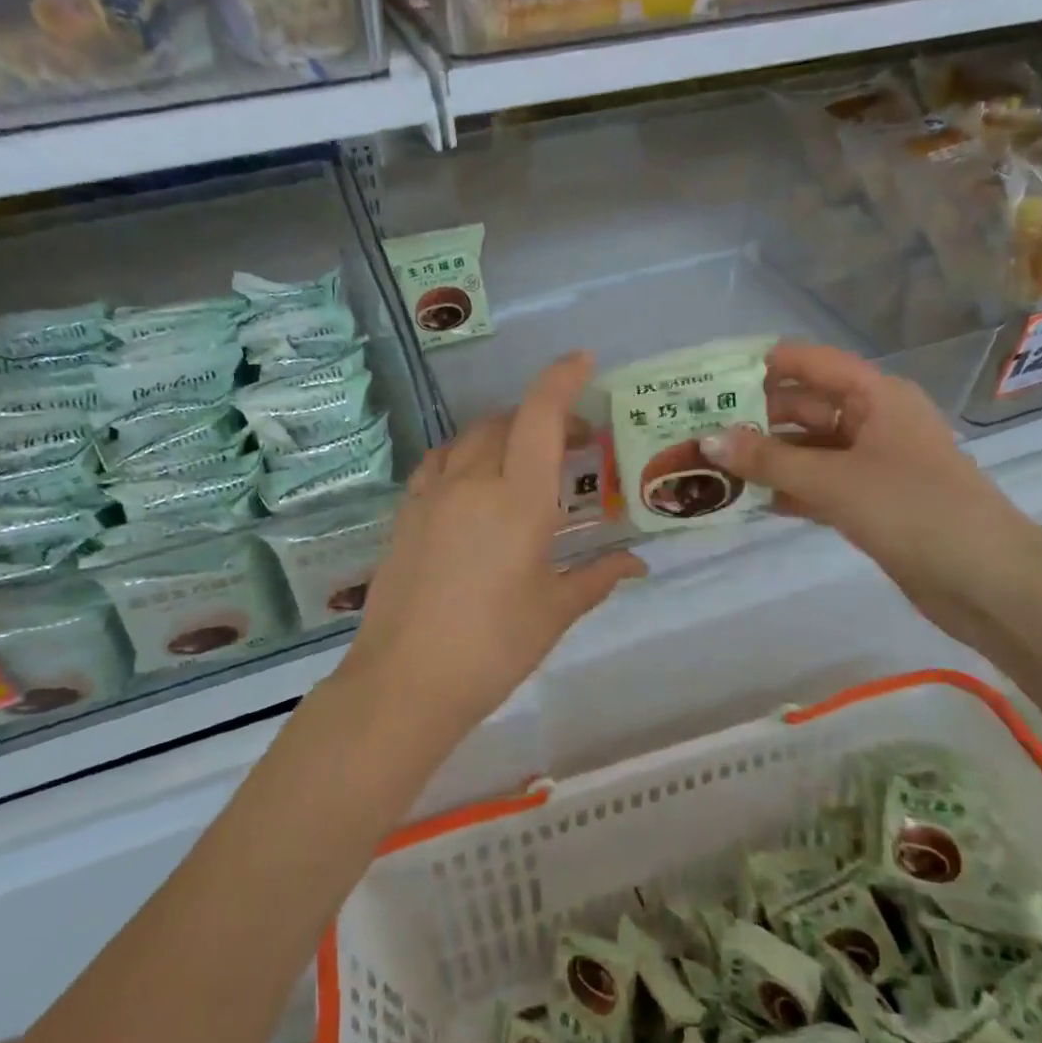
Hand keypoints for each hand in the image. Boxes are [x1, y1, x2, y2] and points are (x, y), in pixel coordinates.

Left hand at [337, 352, 645, 740]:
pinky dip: (465, 454)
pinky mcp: (405, 513)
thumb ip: (597, 577)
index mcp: (517, 500)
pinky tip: (474, 481)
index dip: (561, 380)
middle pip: (506, 422)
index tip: (583, 361)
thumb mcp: (554, 611)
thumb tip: (637, 564)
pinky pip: (438, 462)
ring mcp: (432, 494)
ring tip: (525, 459)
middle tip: (574, 442)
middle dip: (543, 416)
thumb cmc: (492, 647)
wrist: (404, 681)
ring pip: (470, 438)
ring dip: (503, 433)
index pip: (539, 417)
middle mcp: (472, 482)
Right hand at [700, 341, 1028, 617]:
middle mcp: (873, 420)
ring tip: (709, 464)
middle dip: (752, 417)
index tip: (709, 378)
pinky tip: (744, 500)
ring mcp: (873, 462)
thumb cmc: (913, 510)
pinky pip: (818, 483)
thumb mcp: (833, 480)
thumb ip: (768, 459)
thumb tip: (706, 440)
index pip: (808, 362)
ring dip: (764, 457)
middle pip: (803, 406)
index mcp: (875, 395)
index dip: (760, 365)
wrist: (989, 584)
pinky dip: (785, 488)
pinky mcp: (872, 501)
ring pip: (807, 448)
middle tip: (696, 428)